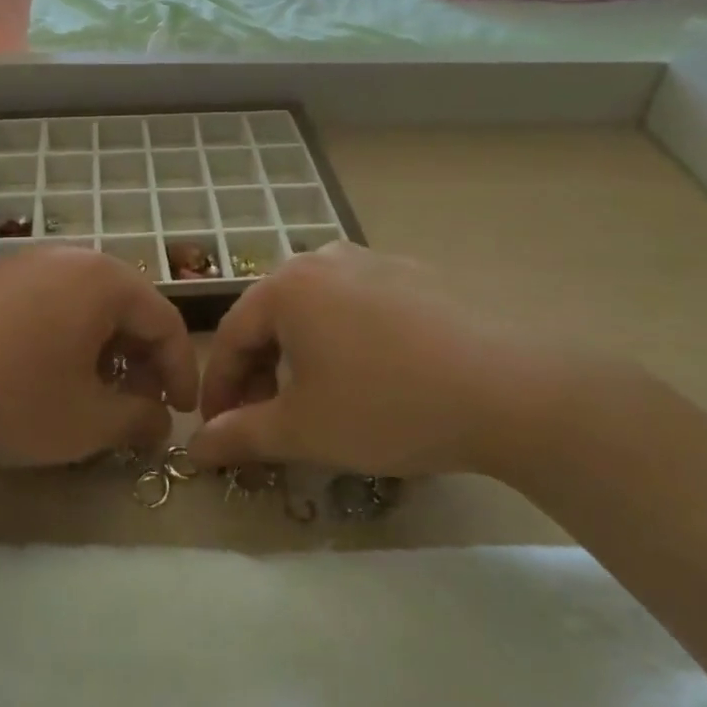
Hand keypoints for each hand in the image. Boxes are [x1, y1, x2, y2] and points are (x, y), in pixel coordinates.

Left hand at [0, 246, 197, 466]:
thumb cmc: (14, 396)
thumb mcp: (86, 421)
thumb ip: (137, 419)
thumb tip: (159, 421)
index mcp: (103, 280)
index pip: (164, 321)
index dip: (180, 370)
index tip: (179, 412)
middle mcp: (66, 256)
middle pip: (123, 307)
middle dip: (138, 358)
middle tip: (136, 403)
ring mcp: (20, 260)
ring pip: (80, 302)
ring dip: (98, 345)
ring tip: (88, 389)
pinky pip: (40, 300)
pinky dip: (56, 333)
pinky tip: (38, 369)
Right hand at [188, 243, 640, 480]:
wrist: (510, 388)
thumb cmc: (387, 405)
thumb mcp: (305, 430)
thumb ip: (241, 435)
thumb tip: (196, 447)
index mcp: (287, 286)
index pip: (231, 336)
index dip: (219, 389)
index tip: (217, 432)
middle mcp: (324, 259)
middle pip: (272, 318)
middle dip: (260, 372)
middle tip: (265, 421)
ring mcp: (375, 260)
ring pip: (316, 310)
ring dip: (301, 356)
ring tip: (316, 400)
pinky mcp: (417, 275)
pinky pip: (360, 306)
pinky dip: (345, 341)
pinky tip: (372, 377)